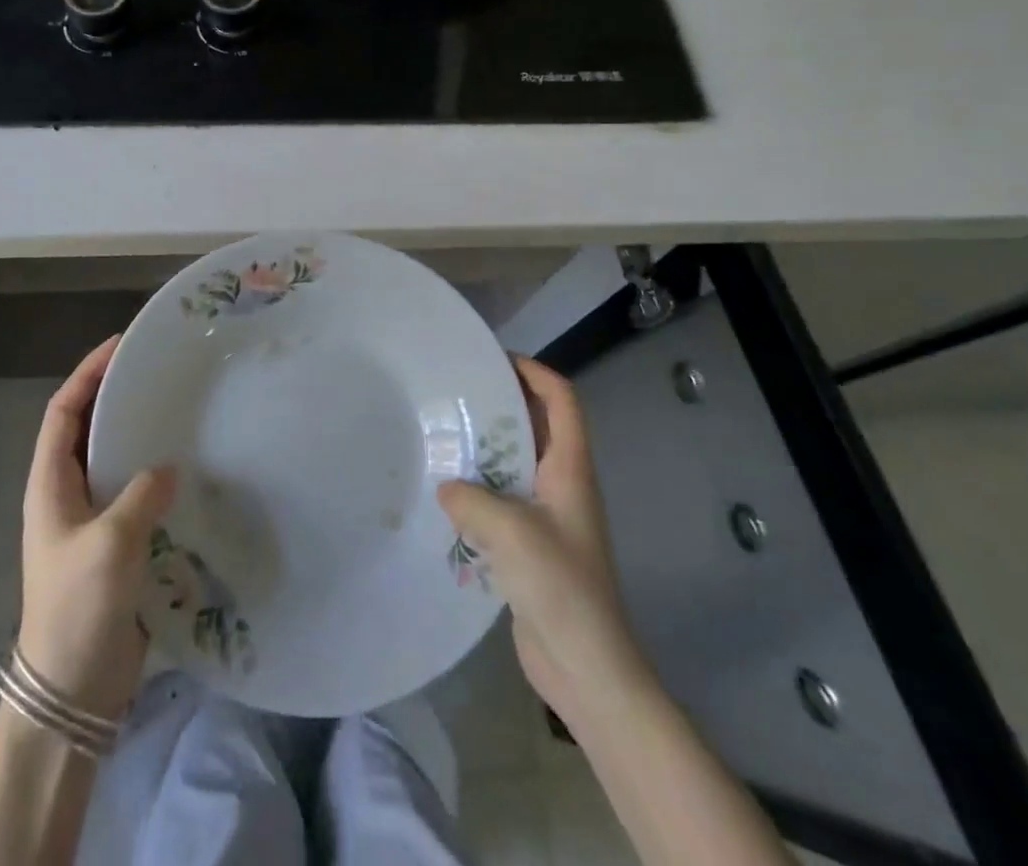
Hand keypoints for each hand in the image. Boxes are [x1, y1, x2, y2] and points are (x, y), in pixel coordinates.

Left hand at [17, 335, 177, 721]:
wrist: (72, 690)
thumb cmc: (77, 608)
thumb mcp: (110, 545)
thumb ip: (140, 496)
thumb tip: (169, 468)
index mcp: (49, 484)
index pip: (62, 412)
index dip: (86, 374)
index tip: (120, 346)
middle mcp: (66, 494)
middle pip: (87, 429)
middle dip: (114, 396)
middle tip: (157, 372)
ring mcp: (90, 520)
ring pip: (112, 460)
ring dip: (136, 434)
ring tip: (176, 410)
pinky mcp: (114, 545)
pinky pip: (134, 493)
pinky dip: (154, 474)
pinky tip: (187, 469)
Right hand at [437, 355, 641, 714]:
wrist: (587, 668)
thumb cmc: (561, 588)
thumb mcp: (510, 532)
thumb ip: (470, 499)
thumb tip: (445, 486)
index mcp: (570, 469)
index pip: (563, 400)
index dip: (534, 372)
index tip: (492, 360)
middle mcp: (562, 484)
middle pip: (536, 426)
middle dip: (500, 405)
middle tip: (453, 394)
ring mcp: (548, 516)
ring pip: (516, 464)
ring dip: (484, 449)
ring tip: (440, 437)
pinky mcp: (531, 545)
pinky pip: (502, 500)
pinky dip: (477, 490)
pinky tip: (444, 496)